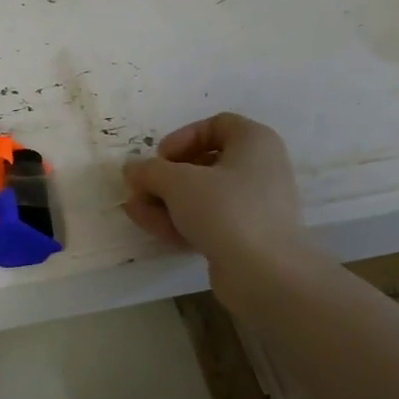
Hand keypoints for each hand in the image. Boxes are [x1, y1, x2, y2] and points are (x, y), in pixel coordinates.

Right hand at [122, 113, 303, 264]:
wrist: (265, 273)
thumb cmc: (225, 210)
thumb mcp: (178, 183)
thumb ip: (150, 171)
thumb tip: (132, 168)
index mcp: (254, 142)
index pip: (215, 126)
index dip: (182, 138)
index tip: (159, 158)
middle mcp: (259, 169)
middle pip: (204, 164)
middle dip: (165, 177)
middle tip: (140, 189)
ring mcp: (254, 206)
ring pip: (203, 196)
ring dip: (166, 201)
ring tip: (134, 210)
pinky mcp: (246, 236)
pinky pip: (209, 220)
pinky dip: (181, 221)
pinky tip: (151, 227)